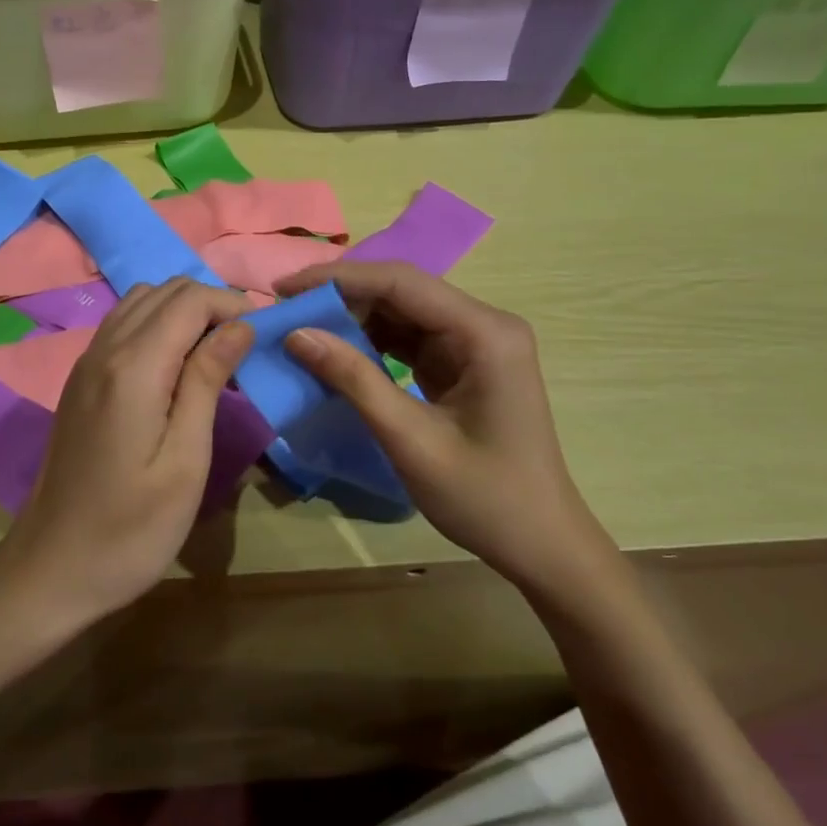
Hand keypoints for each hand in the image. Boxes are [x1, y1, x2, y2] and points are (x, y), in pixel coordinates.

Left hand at [0, 277, 255, 634]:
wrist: (52, 568)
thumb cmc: (131, 529)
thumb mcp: (185, 461)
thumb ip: (207, 382)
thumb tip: (239, 326)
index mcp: (133, 368)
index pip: (189, 300)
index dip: (232, 305)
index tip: (266, 334)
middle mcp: (104, 350)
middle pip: (164, 291)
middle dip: (211, 303)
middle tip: (246, 345)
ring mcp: (85, 363)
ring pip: (140, 302)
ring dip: (183, 311)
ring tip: (216, 352)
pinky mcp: (79, 381)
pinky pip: (122, 326)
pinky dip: (157, 325)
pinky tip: (176, 366)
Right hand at [276, 260, 613, 593]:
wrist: (542, 546)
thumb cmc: (485, 498)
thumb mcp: (411, 440)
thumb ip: (354, 380)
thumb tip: (296, 334)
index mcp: (484, 332)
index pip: (401, 283)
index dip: (339, 279)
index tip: (285, 290)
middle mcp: (482, 325)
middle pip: (401, 291)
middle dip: (341, 297)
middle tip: (285, 312)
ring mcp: (473, 343)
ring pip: (401, 312)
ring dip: (352, 319)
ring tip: (301, 329)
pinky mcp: (462, 363)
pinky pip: (407, 339)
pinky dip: (369, 343)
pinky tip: (334, 353)